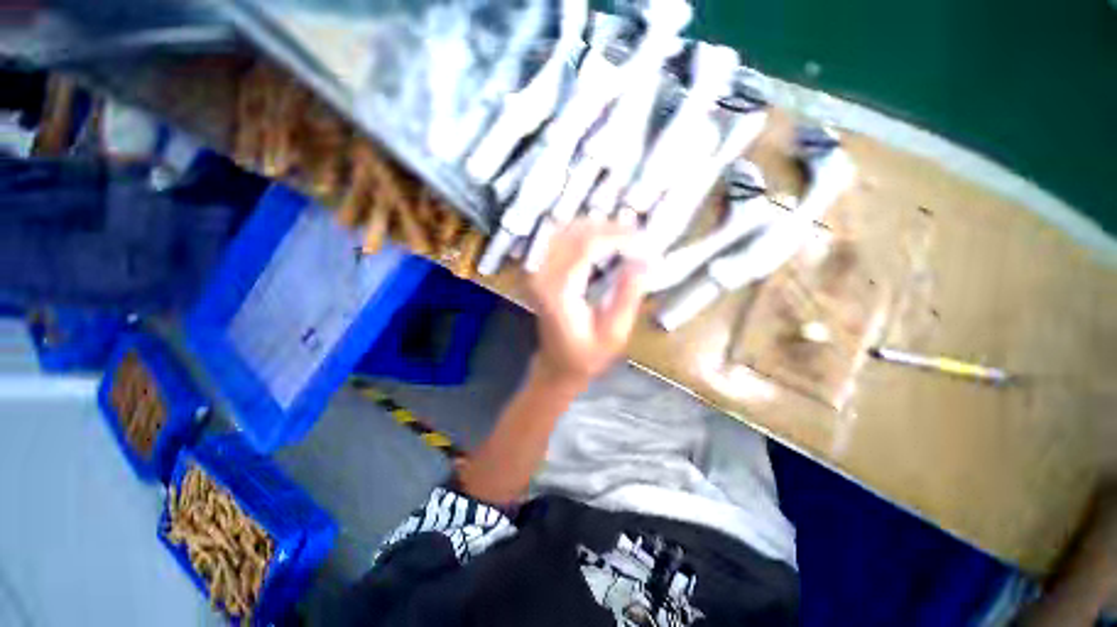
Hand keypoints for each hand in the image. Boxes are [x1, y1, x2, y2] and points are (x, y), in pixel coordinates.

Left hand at [525, 219, 647, 389]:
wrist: (558, 364)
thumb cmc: (587, 355)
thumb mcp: (614, 332)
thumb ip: (628, 295)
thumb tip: (646, 259)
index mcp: (558, 291)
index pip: (587, 246)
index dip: (618, 236)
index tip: (646, 240)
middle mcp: (541, 275)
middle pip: (576, 232)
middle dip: (611, 228)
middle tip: (640, 237)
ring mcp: (535, 271)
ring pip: (566, 229)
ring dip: (597, 227)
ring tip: (626, 236)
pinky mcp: (538, 270)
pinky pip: (558, 237)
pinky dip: (582, 231)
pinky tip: (601, 237)